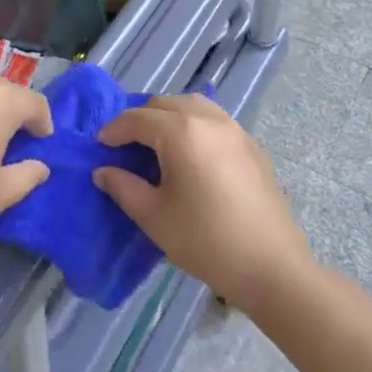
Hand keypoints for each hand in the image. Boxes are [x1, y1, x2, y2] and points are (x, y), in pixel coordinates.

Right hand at [93, 94, 311, 311]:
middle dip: (141, 120)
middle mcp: (208, 120)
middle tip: (127, 148)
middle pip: (165, 104)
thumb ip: (123, 187)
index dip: (114, 131)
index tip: (100, 147)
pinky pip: (215, 120)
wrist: (271, 266)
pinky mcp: (252, 145)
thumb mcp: (154, 217)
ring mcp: (235, 130)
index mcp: (181, 132)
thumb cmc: (205, 241)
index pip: (137, 119)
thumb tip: (103, 171)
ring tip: (158, 145)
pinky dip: (194, 125)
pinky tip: (191, 155)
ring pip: (193, 106)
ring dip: (169, 117)